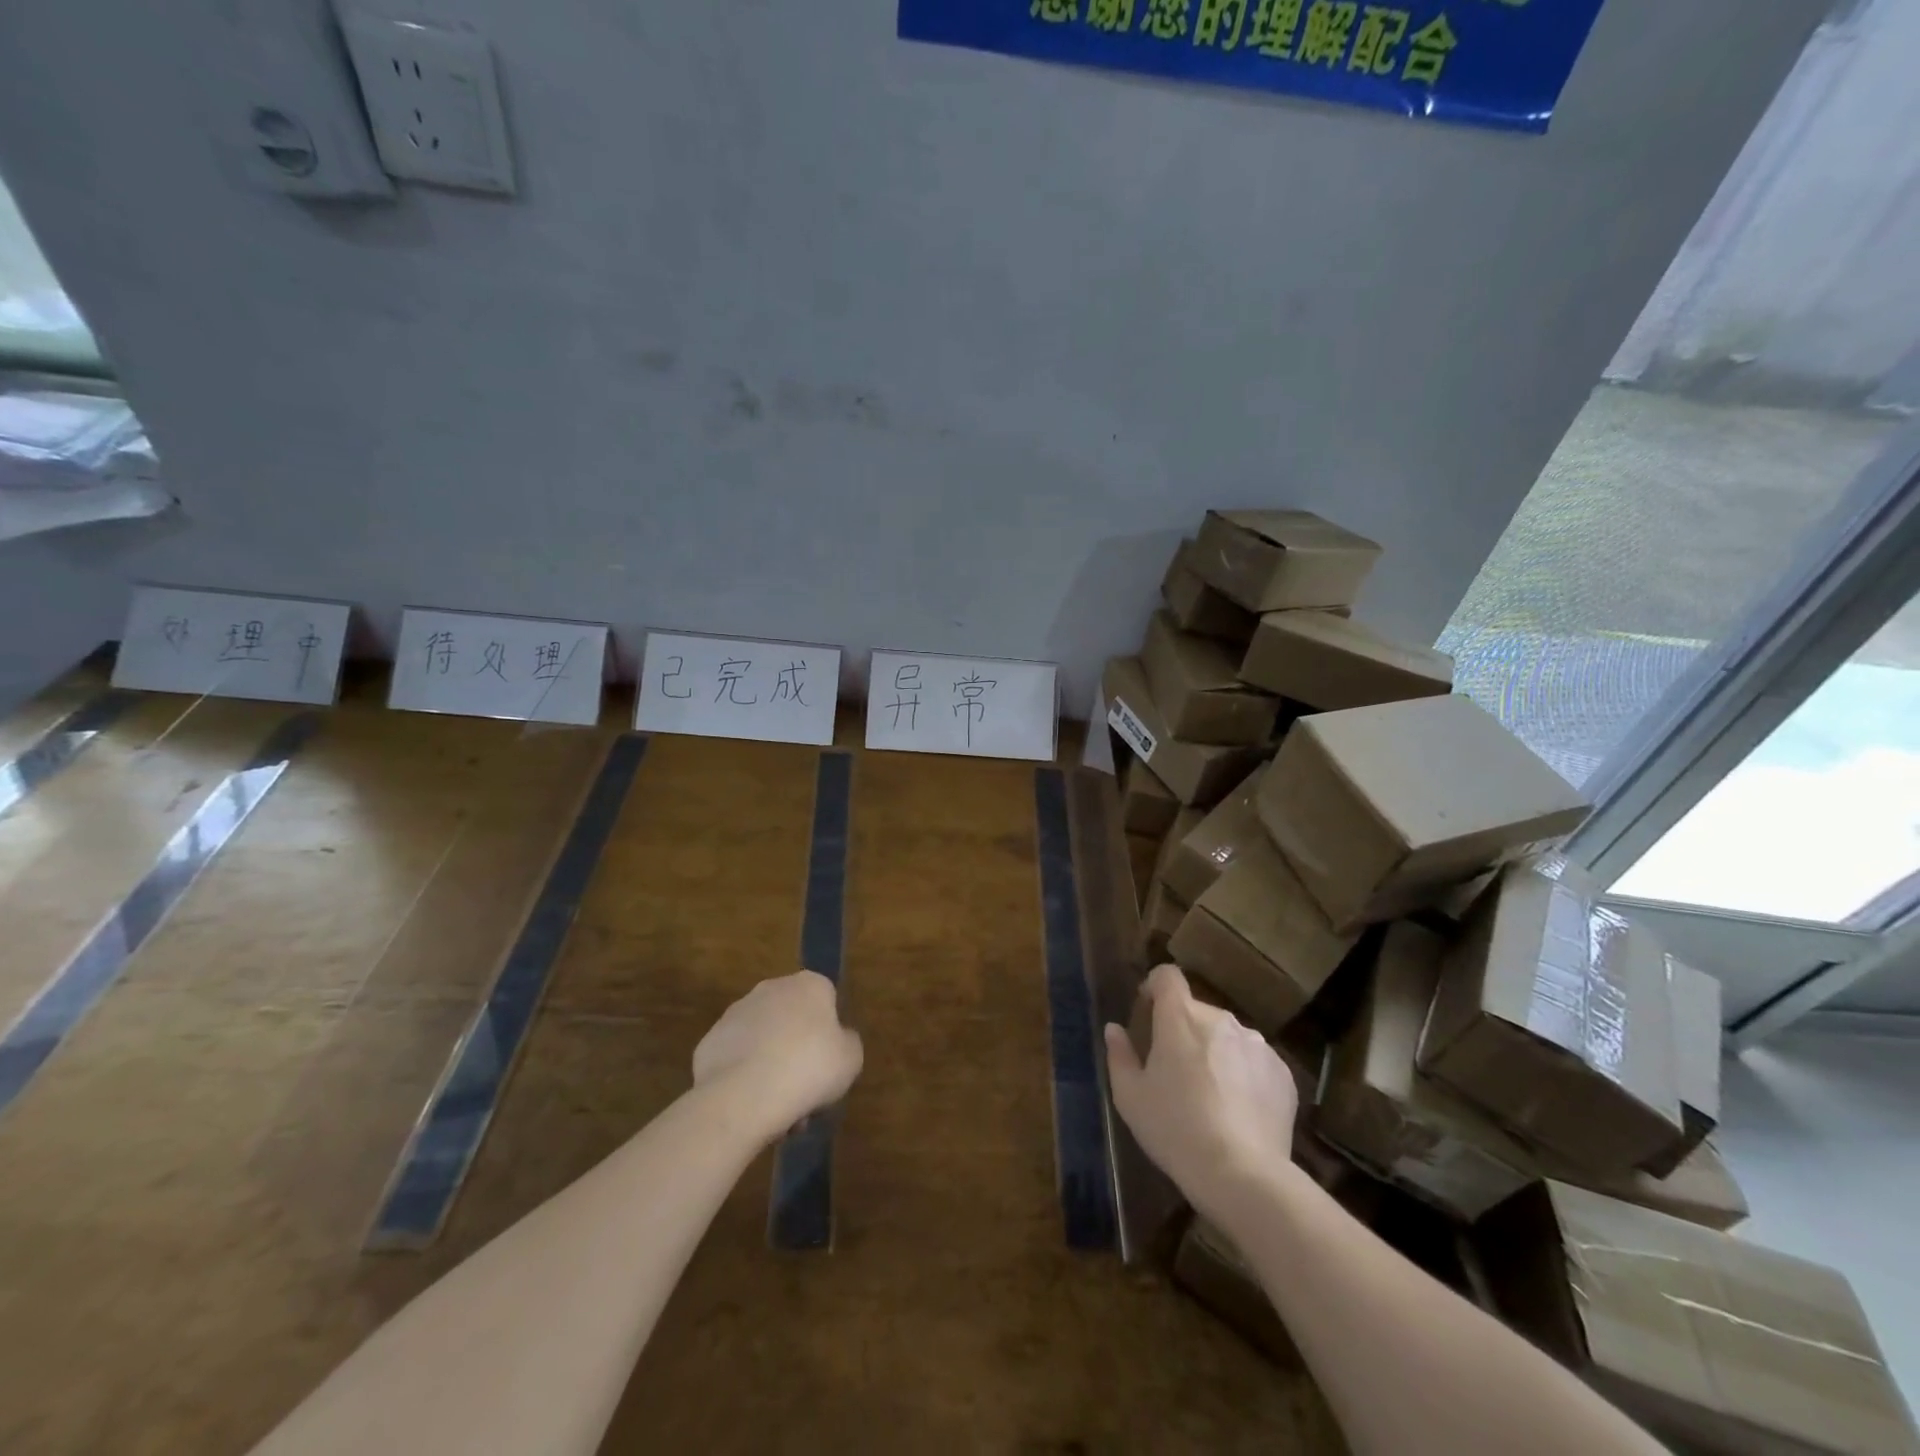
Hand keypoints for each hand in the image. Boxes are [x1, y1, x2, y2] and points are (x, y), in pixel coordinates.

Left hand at [693, 971, 862, 1143]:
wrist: (743, 1096)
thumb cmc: (809, 1068)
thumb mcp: (851, 1059)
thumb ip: (847, 1043)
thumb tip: (837, 1040)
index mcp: (809, 985)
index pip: (826, 1000)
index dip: (830, 1033)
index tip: (829, 1063)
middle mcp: (771, 988)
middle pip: (792, 1020)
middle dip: (798, 1052)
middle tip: (806, 1091)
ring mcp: (735, 1013)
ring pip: (763, 1042)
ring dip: (771, 1068)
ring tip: (778, 1111)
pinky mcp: (709, 1042)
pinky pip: (736, 1060)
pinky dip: (744, 1079)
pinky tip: (751, 1107)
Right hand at [1103, 964, 1297, 1214]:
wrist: (1242, 1175)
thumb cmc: (1175, 1129)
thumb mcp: (1131, 1097)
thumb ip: (1119, 1055)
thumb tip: (1115, 1029)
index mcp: (1180, 1017)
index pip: (1168, 976)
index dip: (1155, 987)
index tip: (1148, 1010)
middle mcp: (1221, 1019)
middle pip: (1196, 1011)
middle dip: (1184, 1031)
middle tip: (1175, 1070)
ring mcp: (1256, 1044)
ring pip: (1227, 1037)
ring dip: (1215, 1052)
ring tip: (1210, 1095)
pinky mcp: (1282, 1073)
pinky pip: (1255, 1062)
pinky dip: (1244, 1075)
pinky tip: (1238, 1111)